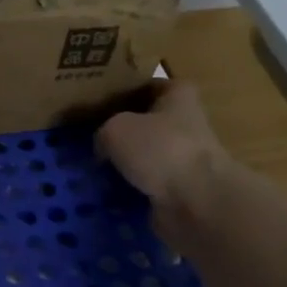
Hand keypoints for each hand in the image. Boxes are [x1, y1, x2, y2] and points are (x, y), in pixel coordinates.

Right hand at [94, 81, 233, 225]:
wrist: (196, 201)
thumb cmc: (159, 148)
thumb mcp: (115, 128)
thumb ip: (103, 131)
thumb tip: (103, 148)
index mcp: (179, 97)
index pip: (152, 86)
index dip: (128, 91)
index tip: (102, 102)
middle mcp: (186, 124)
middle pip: (147, 123)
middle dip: (121, 132)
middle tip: (90, 138)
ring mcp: (184, 158)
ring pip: (145, 156)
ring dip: (123, 163)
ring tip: (92, 169)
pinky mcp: (179, 189)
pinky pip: (145, 184)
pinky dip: (127, 188)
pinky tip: (105, 191)